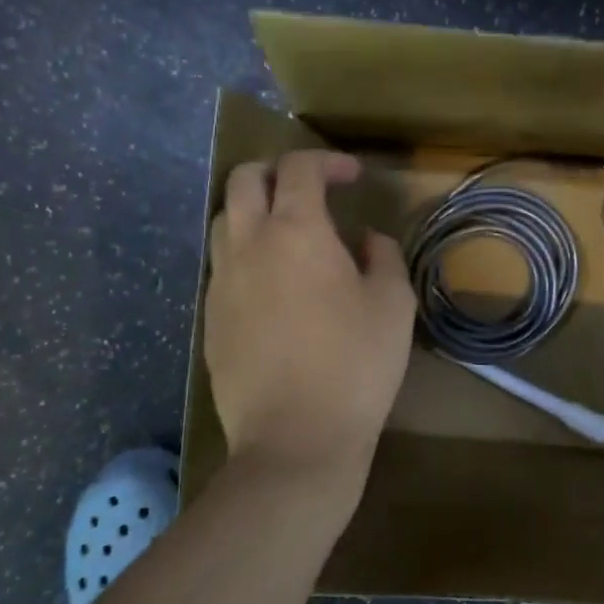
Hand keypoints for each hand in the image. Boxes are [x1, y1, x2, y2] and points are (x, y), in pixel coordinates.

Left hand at [205, 150, 415, 492]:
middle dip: (277, 171)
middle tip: (311, 192)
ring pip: (223, 219)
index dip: (327, 161)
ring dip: (254, 210)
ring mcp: (221, 282)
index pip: (299, 168)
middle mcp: (248, 244)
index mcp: (296, 231)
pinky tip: (273, 283)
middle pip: (244, 179)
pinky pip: (221, 264)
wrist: (294, 441)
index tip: (352, 176)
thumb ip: (383, 256)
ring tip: (289, 234)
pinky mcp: (210, 318)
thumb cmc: (355, 365)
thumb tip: (366, 239)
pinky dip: (245, 252)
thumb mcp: (393, 304)